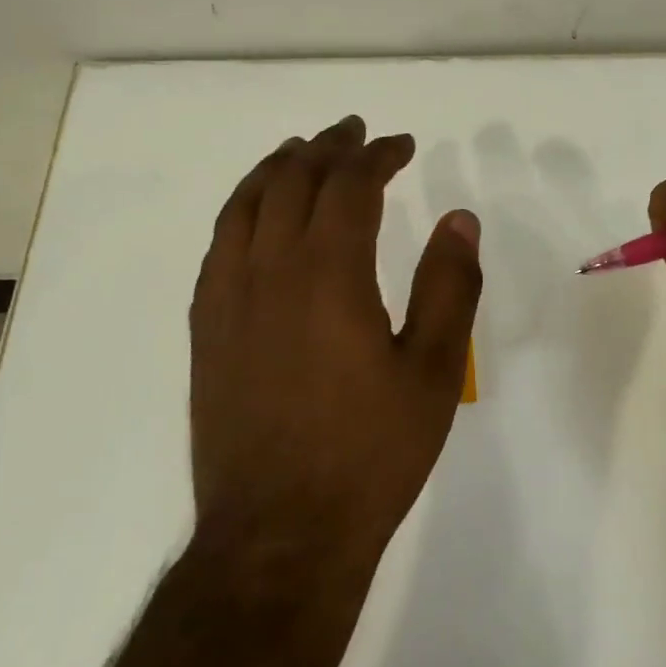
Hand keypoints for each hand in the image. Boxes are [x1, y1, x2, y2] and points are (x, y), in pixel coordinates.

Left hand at [188, 115, 482, 566]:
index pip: (350, 185)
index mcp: (329, 275)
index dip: (377, 155)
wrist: (279, 534)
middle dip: (327, 147)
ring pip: (245, 205)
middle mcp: (269, 271)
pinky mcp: (206, 329)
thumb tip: (459, 218)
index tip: (402, 144)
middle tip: (354, 132)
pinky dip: (243, 209)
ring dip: (277, 168)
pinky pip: (219, 244)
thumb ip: (450, 286)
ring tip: (302, 152)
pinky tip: (257, 216)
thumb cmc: (370, 454)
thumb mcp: (434, 371)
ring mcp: (227, 299)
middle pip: (292, 181)